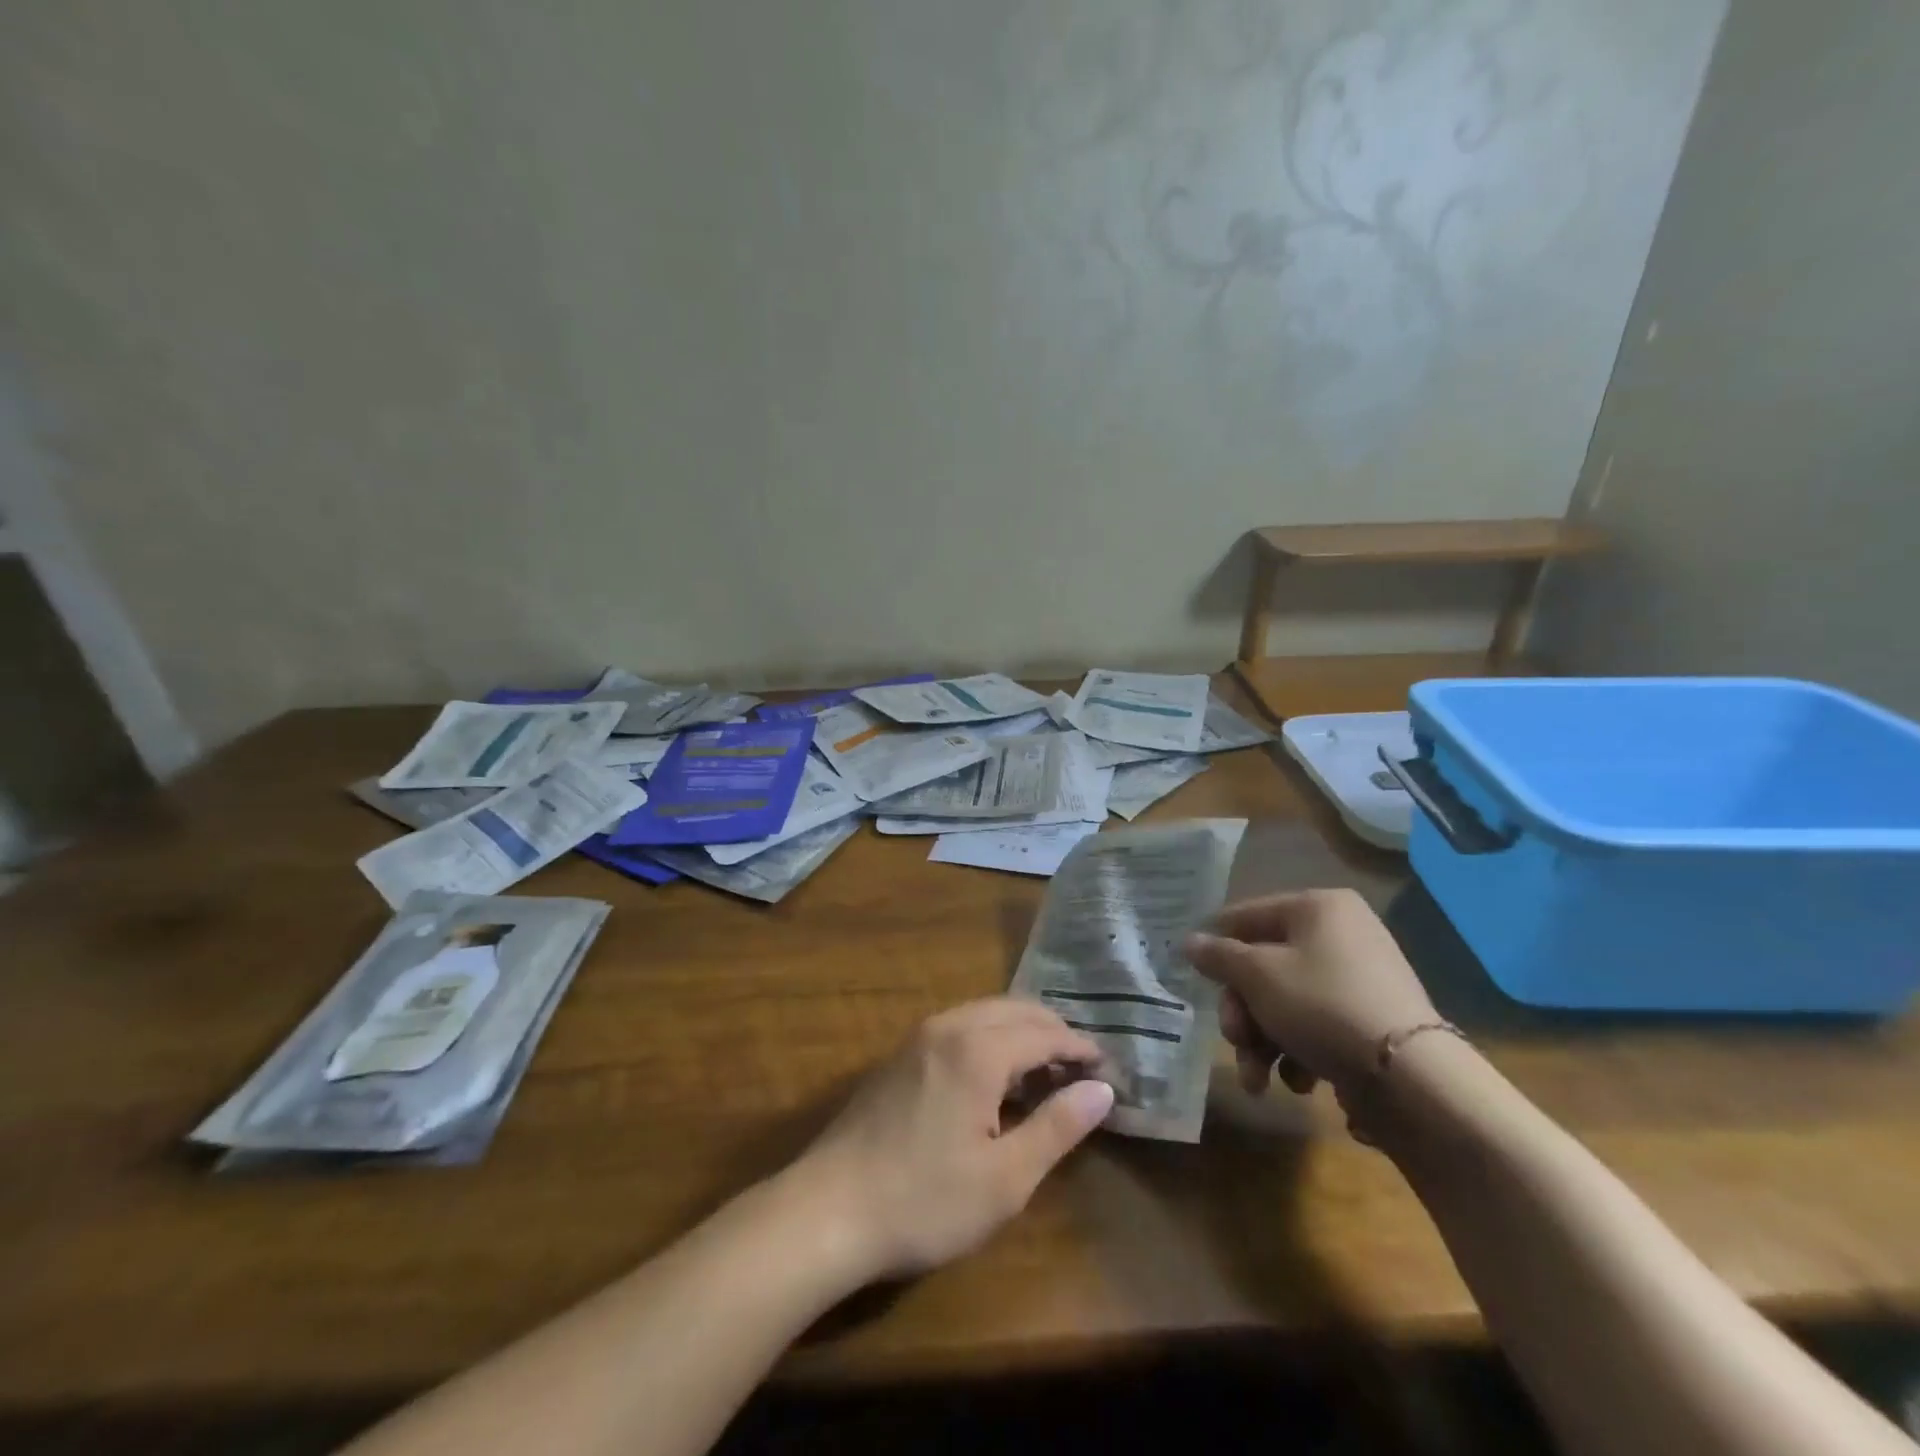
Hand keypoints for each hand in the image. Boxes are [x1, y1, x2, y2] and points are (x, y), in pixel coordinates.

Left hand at [787, 998, 1114, 1283]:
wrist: (827, 1210)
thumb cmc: (924, 1201)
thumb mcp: (1005, 1179)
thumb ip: (1057, 1127)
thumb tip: (1102, 1090)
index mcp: (979, 1049)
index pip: (1045, 1033)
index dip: (1081, 1048)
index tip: (1109, 1071)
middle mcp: (949, 1026)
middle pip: (1015, 1010)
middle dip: (1053, 1032)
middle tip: (1082, 1069)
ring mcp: (918, 1037)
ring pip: (985, 1013)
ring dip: (1020, 1033)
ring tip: (1045, 1073)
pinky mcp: (899, 1055)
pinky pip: (959, 1027)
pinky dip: (990, 1038)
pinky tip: (994, 1079)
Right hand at [1186, 889, 1436, 1100]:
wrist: (1411, 1078)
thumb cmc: (1322, 1006)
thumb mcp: (1257, 976)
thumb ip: (1218, 956)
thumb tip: (1189, 941)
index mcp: (1317, 908)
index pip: (1246, 916)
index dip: (1216, 947)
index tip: (1194, 979)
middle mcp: (1342, 933)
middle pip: (1264, 966)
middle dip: (1242, 1013)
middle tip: (1234, 1040)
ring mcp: (1360, 978)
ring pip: (1286, 1001)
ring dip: (1263, 1041)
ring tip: (1259, 1080)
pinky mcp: (1371, 1020)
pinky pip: (1317, 1024)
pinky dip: (1298, 1052)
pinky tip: (1298, 1082)